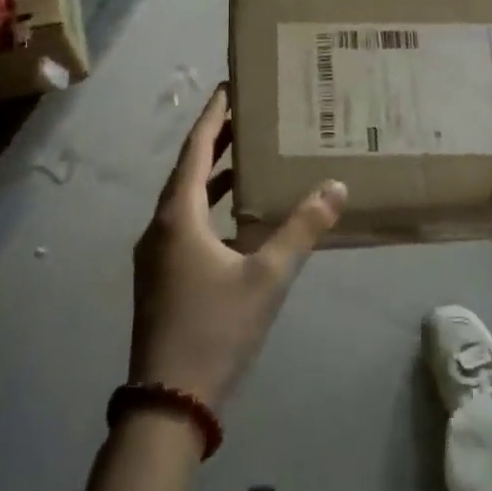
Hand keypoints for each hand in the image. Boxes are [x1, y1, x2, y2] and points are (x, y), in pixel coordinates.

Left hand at [130, 85, 345, 409]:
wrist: (167, 404)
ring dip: (214, 176)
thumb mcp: (267, 277)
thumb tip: (335, 187)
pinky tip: (237, 219)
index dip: (213, 116)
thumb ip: (301, 230)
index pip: (196, 149)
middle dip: (216, 141)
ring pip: (186, 199)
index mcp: (178, 216)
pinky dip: (210, 208)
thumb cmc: (215, 330)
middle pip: (188, 170)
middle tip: (248, 115)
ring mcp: (156, 254)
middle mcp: (160, 226)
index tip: (229, 86)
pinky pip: (185, 224)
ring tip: (248, 158)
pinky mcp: (160, 277)